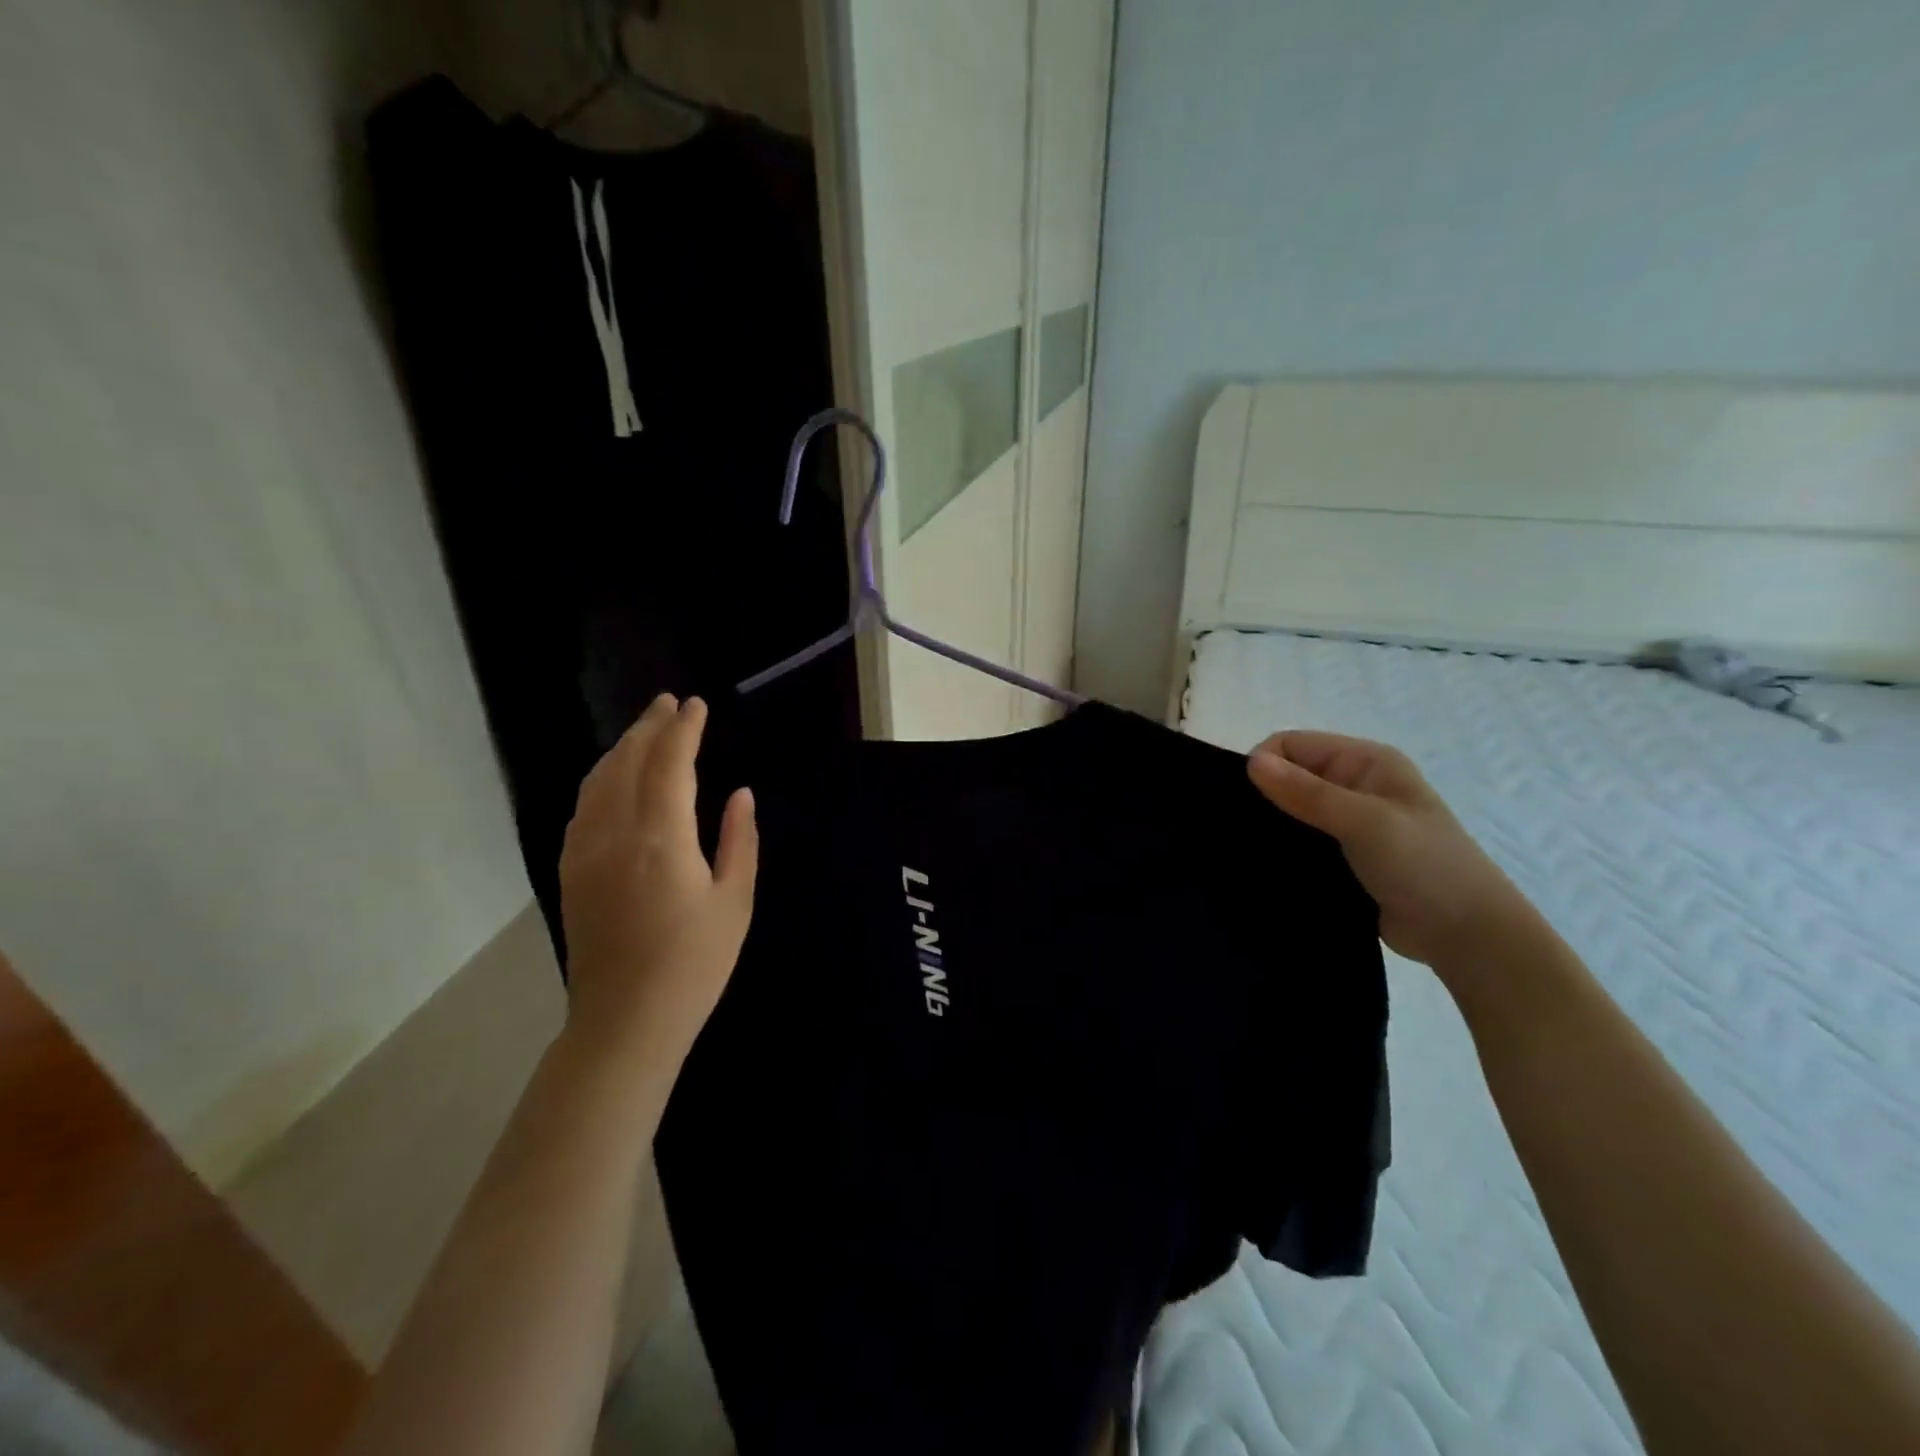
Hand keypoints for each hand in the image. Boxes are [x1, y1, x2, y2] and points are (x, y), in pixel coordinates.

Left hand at [558, 695, 757, 1074]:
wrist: (625, 1021)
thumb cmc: (694, 963)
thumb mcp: (734, 900)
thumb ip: (739, 839)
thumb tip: (740, 793)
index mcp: (661, 838)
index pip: (669, 764)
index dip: (683, 730)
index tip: (696, 705)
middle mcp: (615, 834)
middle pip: (627, 762)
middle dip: (650, 727)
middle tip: (669, 703)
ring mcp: (585, 851)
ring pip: (598, 781)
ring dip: (622, 748)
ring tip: (645, 729)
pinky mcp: (570, 871)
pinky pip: (583, 807)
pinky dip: (601, 779)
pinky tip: (612, 777)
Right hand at [1247, 730, 1532, 969]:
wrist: (1467, 936)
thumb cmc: (1424, 866)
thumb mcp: (1365, 822)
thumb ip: (1308, 793)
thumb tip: (1251, 762)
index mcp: (1364, 761)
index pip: (1290, 744)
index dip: (1263, 766)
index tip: (1246, 804)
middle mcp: (1355, 784)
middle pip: (1288, 776)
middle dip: (1263, 797)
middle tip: (1241, 831)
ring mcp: (1349, 822)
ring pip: (1291, 811)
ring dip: (1272, 826)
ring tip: (1248, 851)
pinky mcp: (1343, 856)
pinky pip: (1300, 842)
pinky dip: (1283, 850)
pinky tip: (1266, 866)